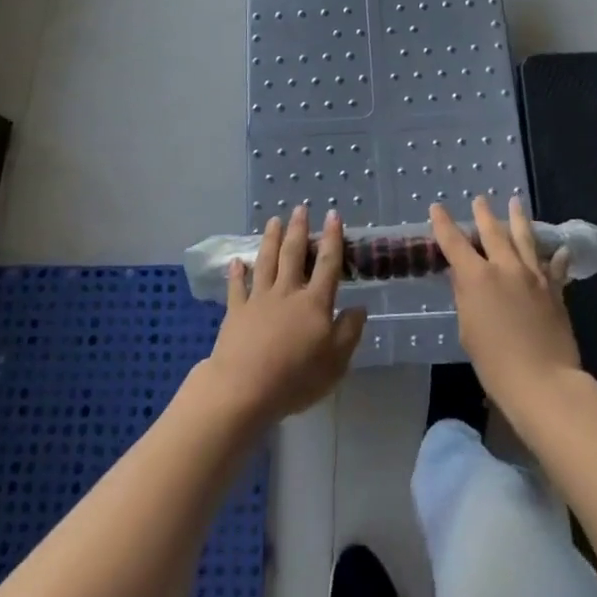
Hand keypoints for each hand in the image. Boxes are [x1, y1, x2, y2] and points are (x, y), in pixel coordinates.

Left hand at [199, 205, 365, 427]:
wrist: (245, 388)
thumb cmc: (296, 377)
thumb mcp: (336, 362)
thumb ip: (349, 332)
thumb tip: (360, 307)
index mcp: (314, 303)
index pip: (327, 264)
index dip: (332, 238)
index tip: (332, 215)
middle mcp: (287, 292)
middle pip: (294, 254)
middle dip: (298, 230)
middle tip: (299, 208)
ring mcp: (259, 299)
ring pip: (266, 262)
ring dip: (271, 239)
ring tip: (274, 220)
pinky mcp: (237, 311)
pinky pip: (237, 287)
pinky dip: (237, 272)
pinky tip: (237, 260)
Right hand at [432, 195, 582, 417]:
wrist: (544, 382)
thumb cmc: (496, 364)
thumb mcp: (468, 330)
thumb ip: (465, 298)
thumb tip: (464, 278)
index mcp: (478, 277)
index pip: (454, 242)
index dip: (443, 224)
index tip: (437, 208)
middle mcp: (505, 267)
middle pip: (492, 231)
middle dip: (483, 213)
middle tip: (479, 199)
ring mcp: (533, 276)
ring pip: (524, 238)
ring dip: (518, 218)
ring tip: (516, 201)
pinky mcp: (554, 290)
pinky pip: (554, 267)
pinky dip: (555, 257)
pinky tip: (560, 249)